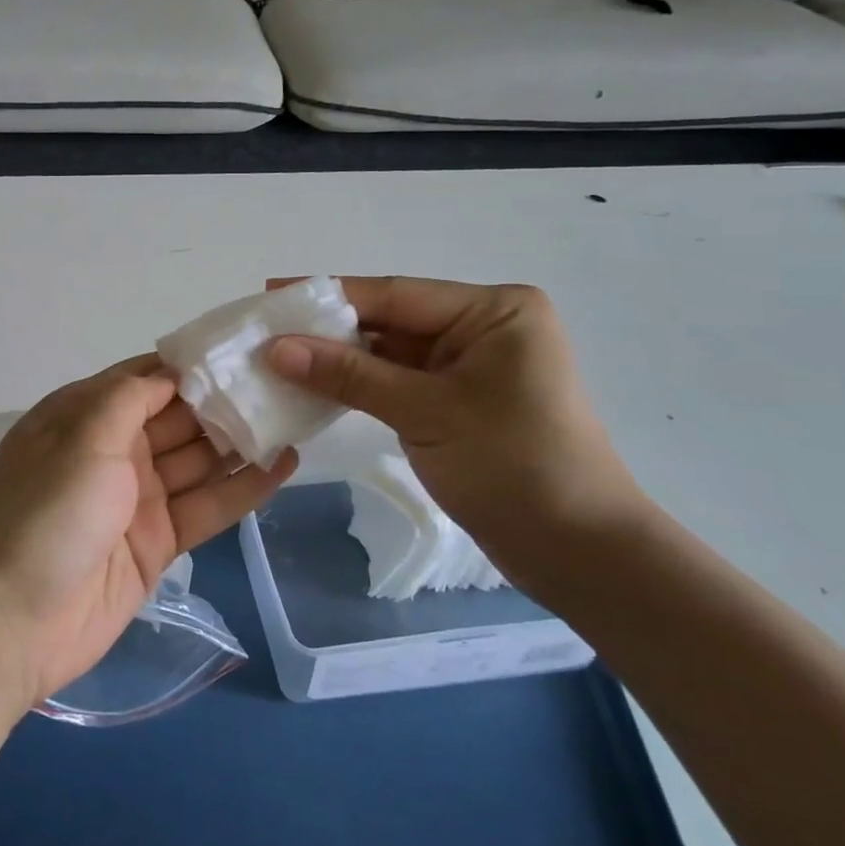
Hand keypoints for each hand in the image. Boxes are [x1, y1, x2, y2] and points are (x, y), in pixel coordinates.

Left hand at [0, 358, 296, 709]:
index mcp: (83, 417)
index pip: (143, 379)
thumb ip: (129, 399)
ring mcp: (136, 499)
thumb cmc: (45, 514)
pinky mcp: (158, 543)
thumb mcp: (82, 438)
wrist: (12, 622)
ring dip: (239, 440)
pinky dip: (243, 488)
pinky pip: (206, 507)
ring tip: (294, 415)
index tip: (240, 349)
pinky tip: (284, 465)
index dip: (188, 365)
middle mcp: (111, 452)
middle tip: (282, 382)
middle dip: (223, 400)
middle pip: (176, 418)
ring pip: (197, 460)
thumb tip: (171, 371)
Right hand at [265, 277, 653, 586]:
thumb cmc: (513, 466)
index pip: (394, 295)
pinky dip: (358, 384)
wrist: (579, 552)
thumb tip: (275, 348)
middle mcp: (484, 328)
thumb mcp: (425, 412)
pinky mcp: (459, 401)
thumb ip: (349, 375)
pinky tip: (314, 384)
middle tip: (264, 328)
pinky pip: (398, 381)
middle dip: (328, 327)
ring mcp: (471, 366)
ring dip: (338, 358)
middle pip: (390, 319)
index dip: (327, 294)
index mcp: (494, 311)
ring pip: (389, 352)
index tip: (270, 293)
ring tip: (277, 356)